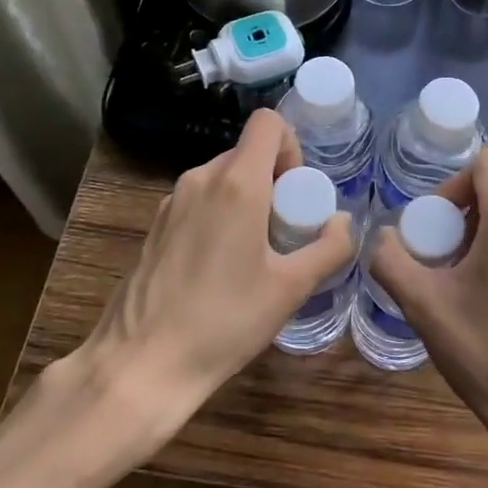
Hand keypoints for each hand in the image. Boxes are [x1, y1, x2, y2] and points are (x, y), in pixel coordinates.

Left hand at [77, 110, 354, 422]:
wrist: (142, 364)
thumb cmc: (225, 321)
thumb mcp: (291, 288)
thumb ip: (330, 248)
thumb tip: (345, 222)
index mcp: (236, 183)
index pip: (268, 123)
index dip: (291, 146)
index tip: (297, 193)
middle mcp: (200, 178)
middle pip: (247, 153)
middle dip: (274, 181)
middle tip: (284, 231)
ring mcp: (171, 201)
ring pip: (222, 178)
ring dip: (247, 199)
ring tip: (254, 254)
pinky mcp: (154, 225)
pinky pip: (199, 201)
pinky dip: (219, 215)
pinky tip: (219, 268)